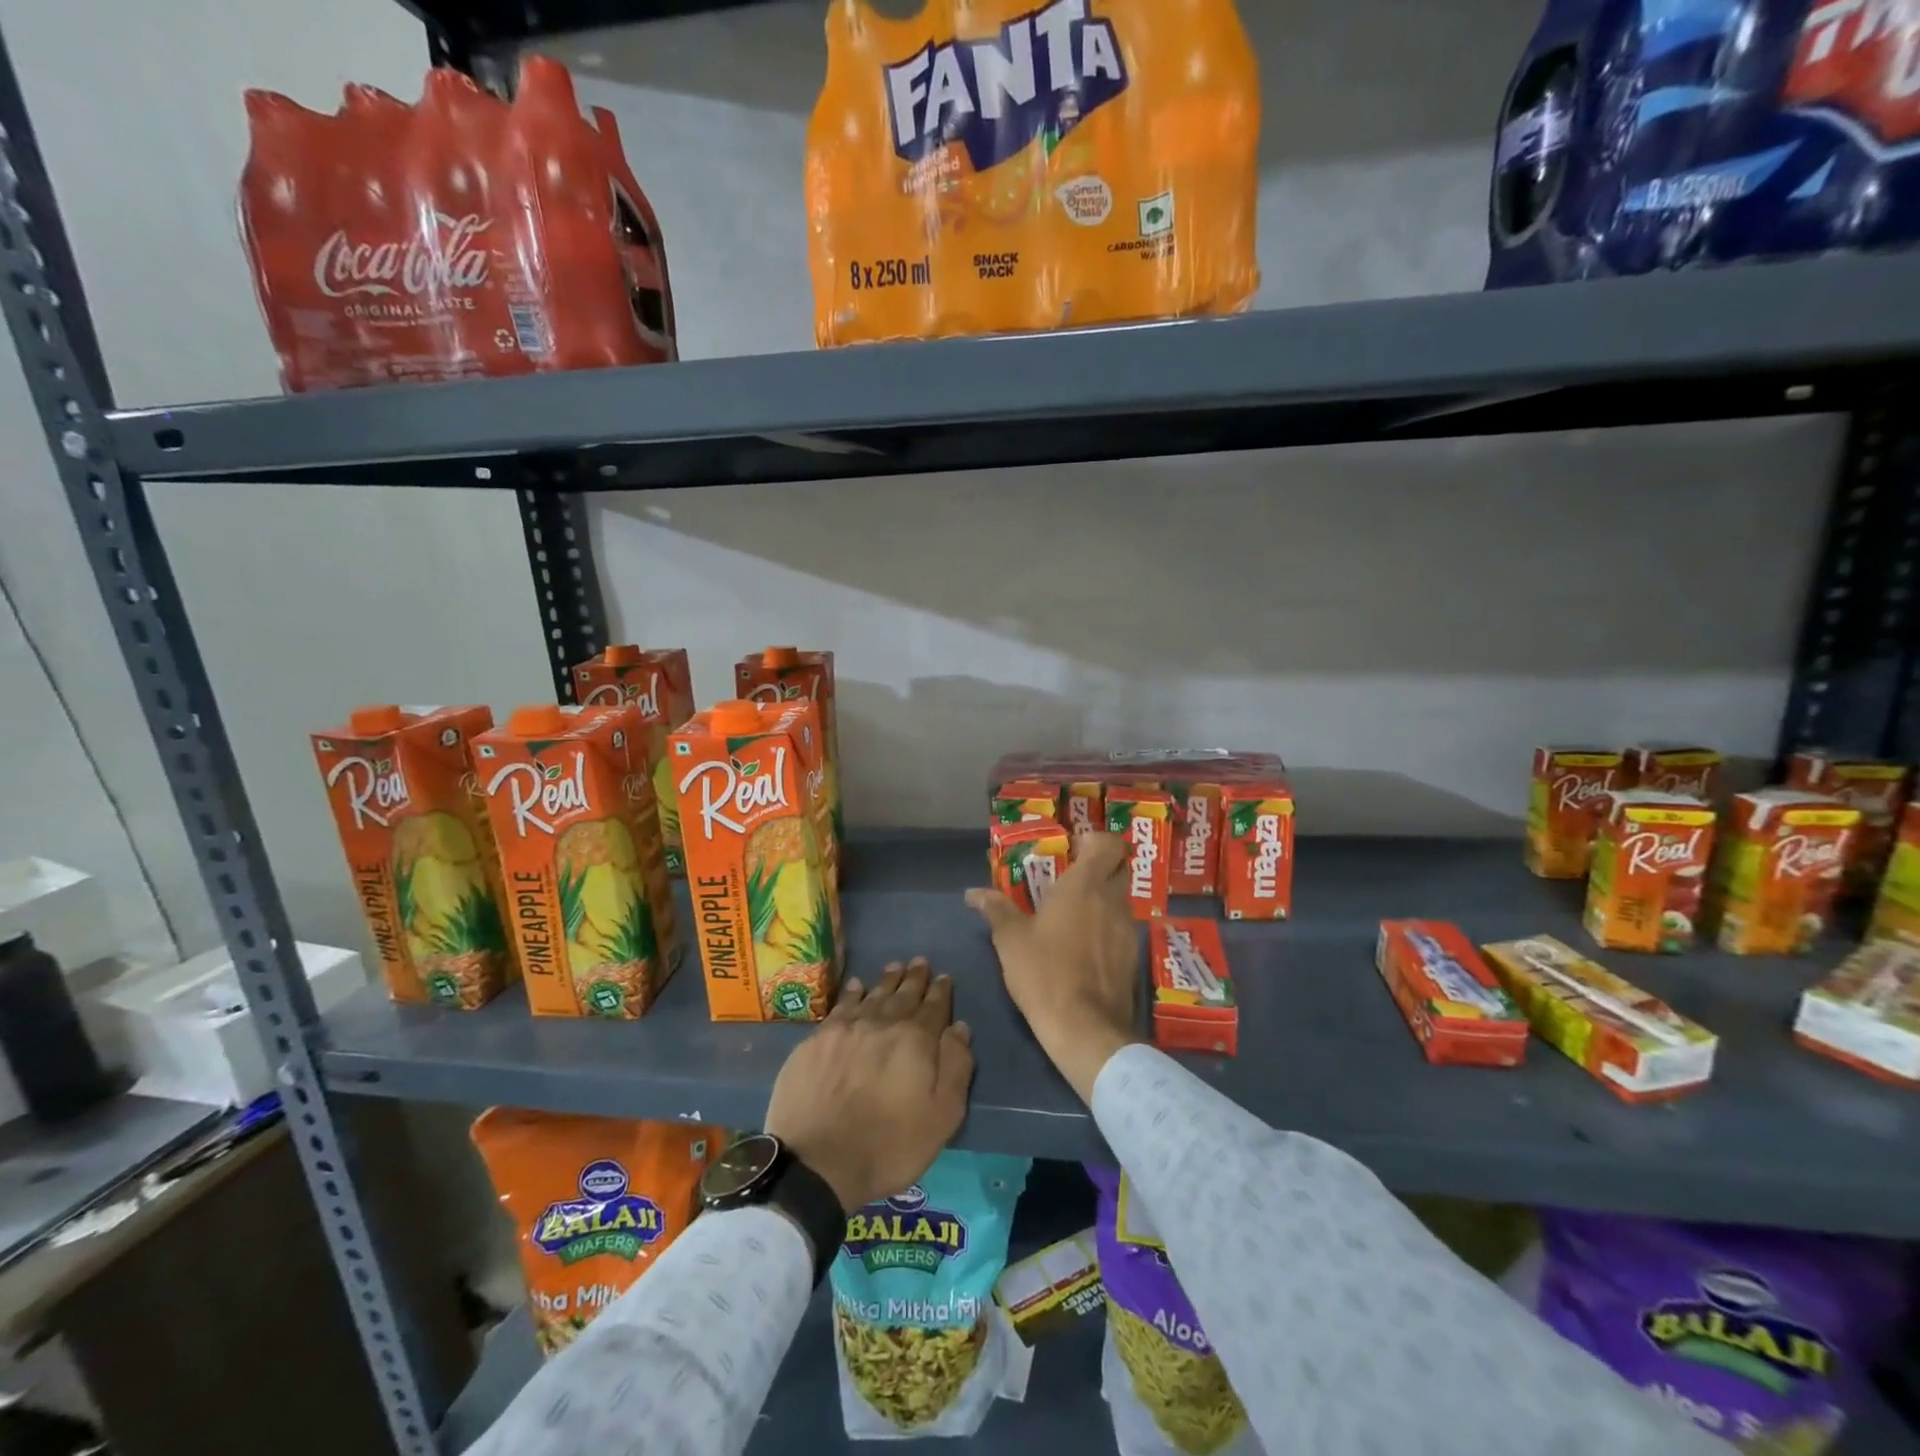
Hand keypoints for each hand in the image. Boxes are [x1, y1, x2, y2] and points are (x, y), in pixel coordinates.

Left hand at [763, 958, 973, 1212]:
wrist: (817, 1162)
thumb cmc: (889, 1145)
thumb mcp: (942, 1116)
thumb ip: (956, 1068)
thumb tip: (959, 1028)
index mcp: (916, 1040)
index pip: (934, 1007)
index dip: (941, 991)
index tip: (944, 977)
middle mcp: (882, 1023)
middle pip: (903, 994)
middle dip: (914, 978)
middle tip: (919, 962)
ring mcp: (846, 1029)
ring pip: (873, 995)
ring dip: (886, 980)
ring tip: (894, 967)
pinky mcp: (817, 1040)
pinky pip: (841, 1006)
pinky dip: (852, 993)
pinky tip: (856, 986)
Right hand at [966, 832, 1141, 1103]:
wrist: (1085, 1029)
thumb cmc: (1044, 973)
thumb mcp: (1010, 940)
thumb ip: (995, 909)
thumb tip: (973, 893)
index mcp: (1084, 885)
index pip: (1108, 843)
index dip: (1094, 840)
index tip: (1073, 848)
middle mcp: (1112, 900)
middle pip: (1118, 867)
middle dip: (1099, 867)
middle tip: (1069, 878)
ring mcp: (1127, 929)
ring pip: (1120, 899)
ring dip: (1101, 899)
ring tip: (1071, 915)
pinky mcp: (1132, 956)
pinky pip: (1121, 927)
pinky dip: (1105, 926)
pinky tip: (1083, 945)